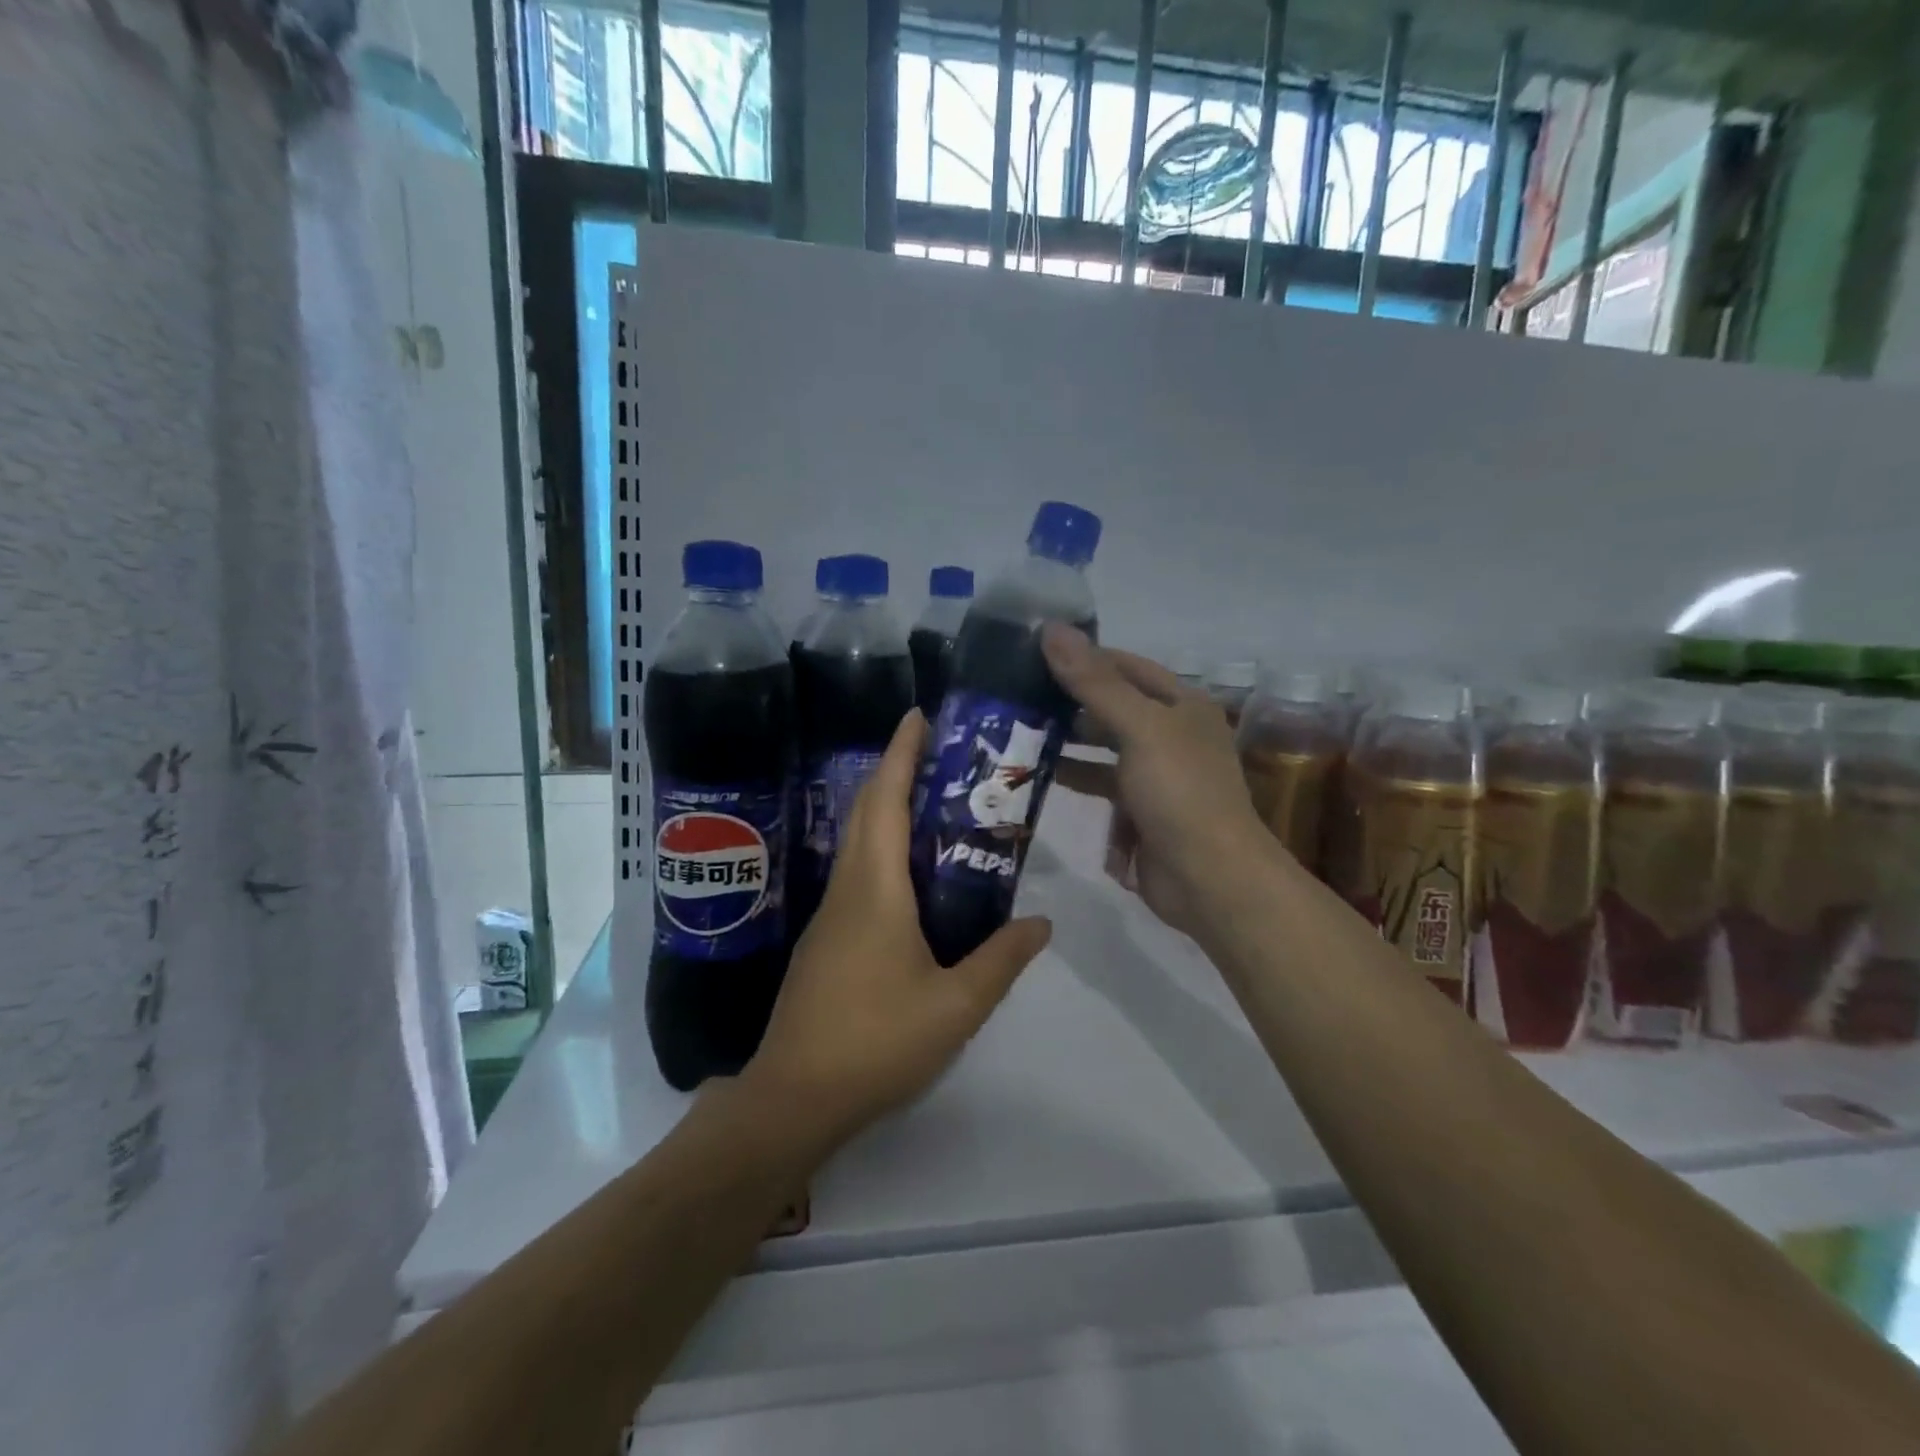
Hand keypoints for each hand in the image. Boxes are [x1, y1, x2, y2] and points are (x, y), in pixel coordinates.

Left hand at [742, 710, 1052, 1150]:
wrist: (794, 1098)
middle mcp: (848, 887)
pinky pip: (858, 872)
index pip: (886, 800)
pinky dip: (884, 848)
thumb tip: (1041, 923)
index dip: (901, 752)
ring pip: (859, 841)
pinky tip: (914, 875)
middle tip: (941, 753)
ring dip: (888, 808)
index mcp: (876, 888)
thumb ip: (1001, 959)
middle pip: (867, 810)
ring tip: (937, 804)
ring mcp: (831, 914)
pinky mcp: (826, 939)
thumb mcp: (955, 1006)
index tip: (918, 715)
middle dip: (896, 770)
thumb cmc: (876, 1042)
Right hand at [1043, 624, 1275, 937]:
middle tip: (1015, 695)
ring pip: (1103, 748)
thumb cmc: (1179, 792)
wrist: (1210, 878)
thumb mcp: (1139, 728)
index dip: (1085, 657)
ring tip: (1018, 732)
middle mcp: (1170, 734)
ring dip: (1067, 742)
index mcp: (1181, 705)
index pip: (1126, 666)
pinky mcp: (1140, 811)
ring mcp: (1155, 774)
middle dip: (1069, 702)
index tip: (1034, 654)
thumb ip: (1094, 682)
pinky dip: (1075, 779)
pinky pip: (1102, 785)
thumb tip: (1052, 629)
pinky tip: (1039, 776)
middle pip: (1112, 706)